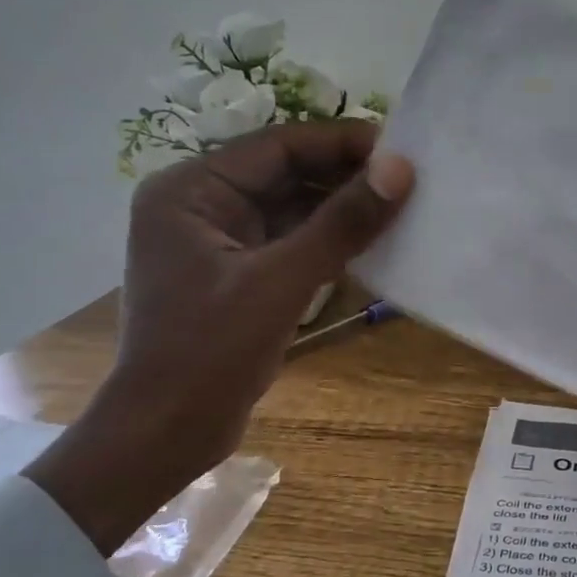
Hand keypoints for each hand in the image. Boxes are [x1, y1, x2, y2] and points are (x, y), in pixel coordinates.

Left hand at [26, 121, 413, 554]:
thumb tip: (400, 170)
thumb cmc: (211, 353)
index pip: (277, 146)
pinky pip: (290, 240)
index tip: (400, 150)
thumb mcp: (281, 282)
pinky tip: (372, 240)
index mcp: (190, 191)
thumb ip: (341, 224)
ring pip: (291, 207)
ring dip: (341, 208)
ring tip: (400, 205)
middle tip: (409, 179)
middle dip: (344, 176)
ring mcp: (218, 240)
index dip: (340, 143)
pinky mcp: (237, 273)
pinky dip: (328, 239)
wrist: (167, 433)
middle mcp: (200, 204)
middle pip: (285, 173)